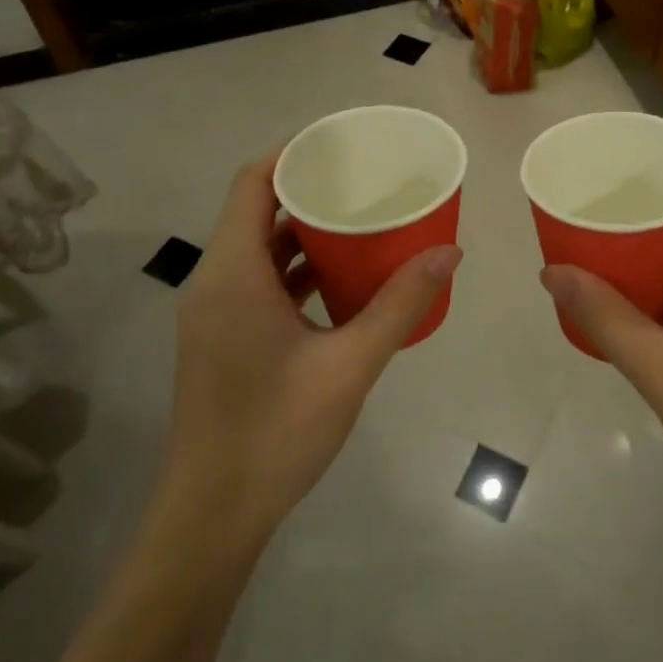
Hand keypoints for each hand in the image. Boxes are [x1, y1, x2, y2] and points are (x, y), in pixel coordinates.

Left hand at [164, 151, 461, 544]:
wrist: (212, 516)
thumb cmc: (276, 431)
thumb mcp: (350, 364)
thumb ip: (401, 305)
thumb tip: (449, 251)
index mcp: (232, 273)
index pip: (252, 182)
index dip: (292, 153)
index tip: (341, 145)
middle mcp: (214, 282)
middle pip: (255, 211)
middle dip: (308, 191)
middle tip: (364, 183)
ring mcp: (213, 313)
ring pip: (257, 250)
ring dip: (303, 234)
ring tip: (360, 223)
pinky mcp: (221, 339)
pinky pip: (257, 282)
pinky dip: (294, 270)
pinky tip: (340, 281)